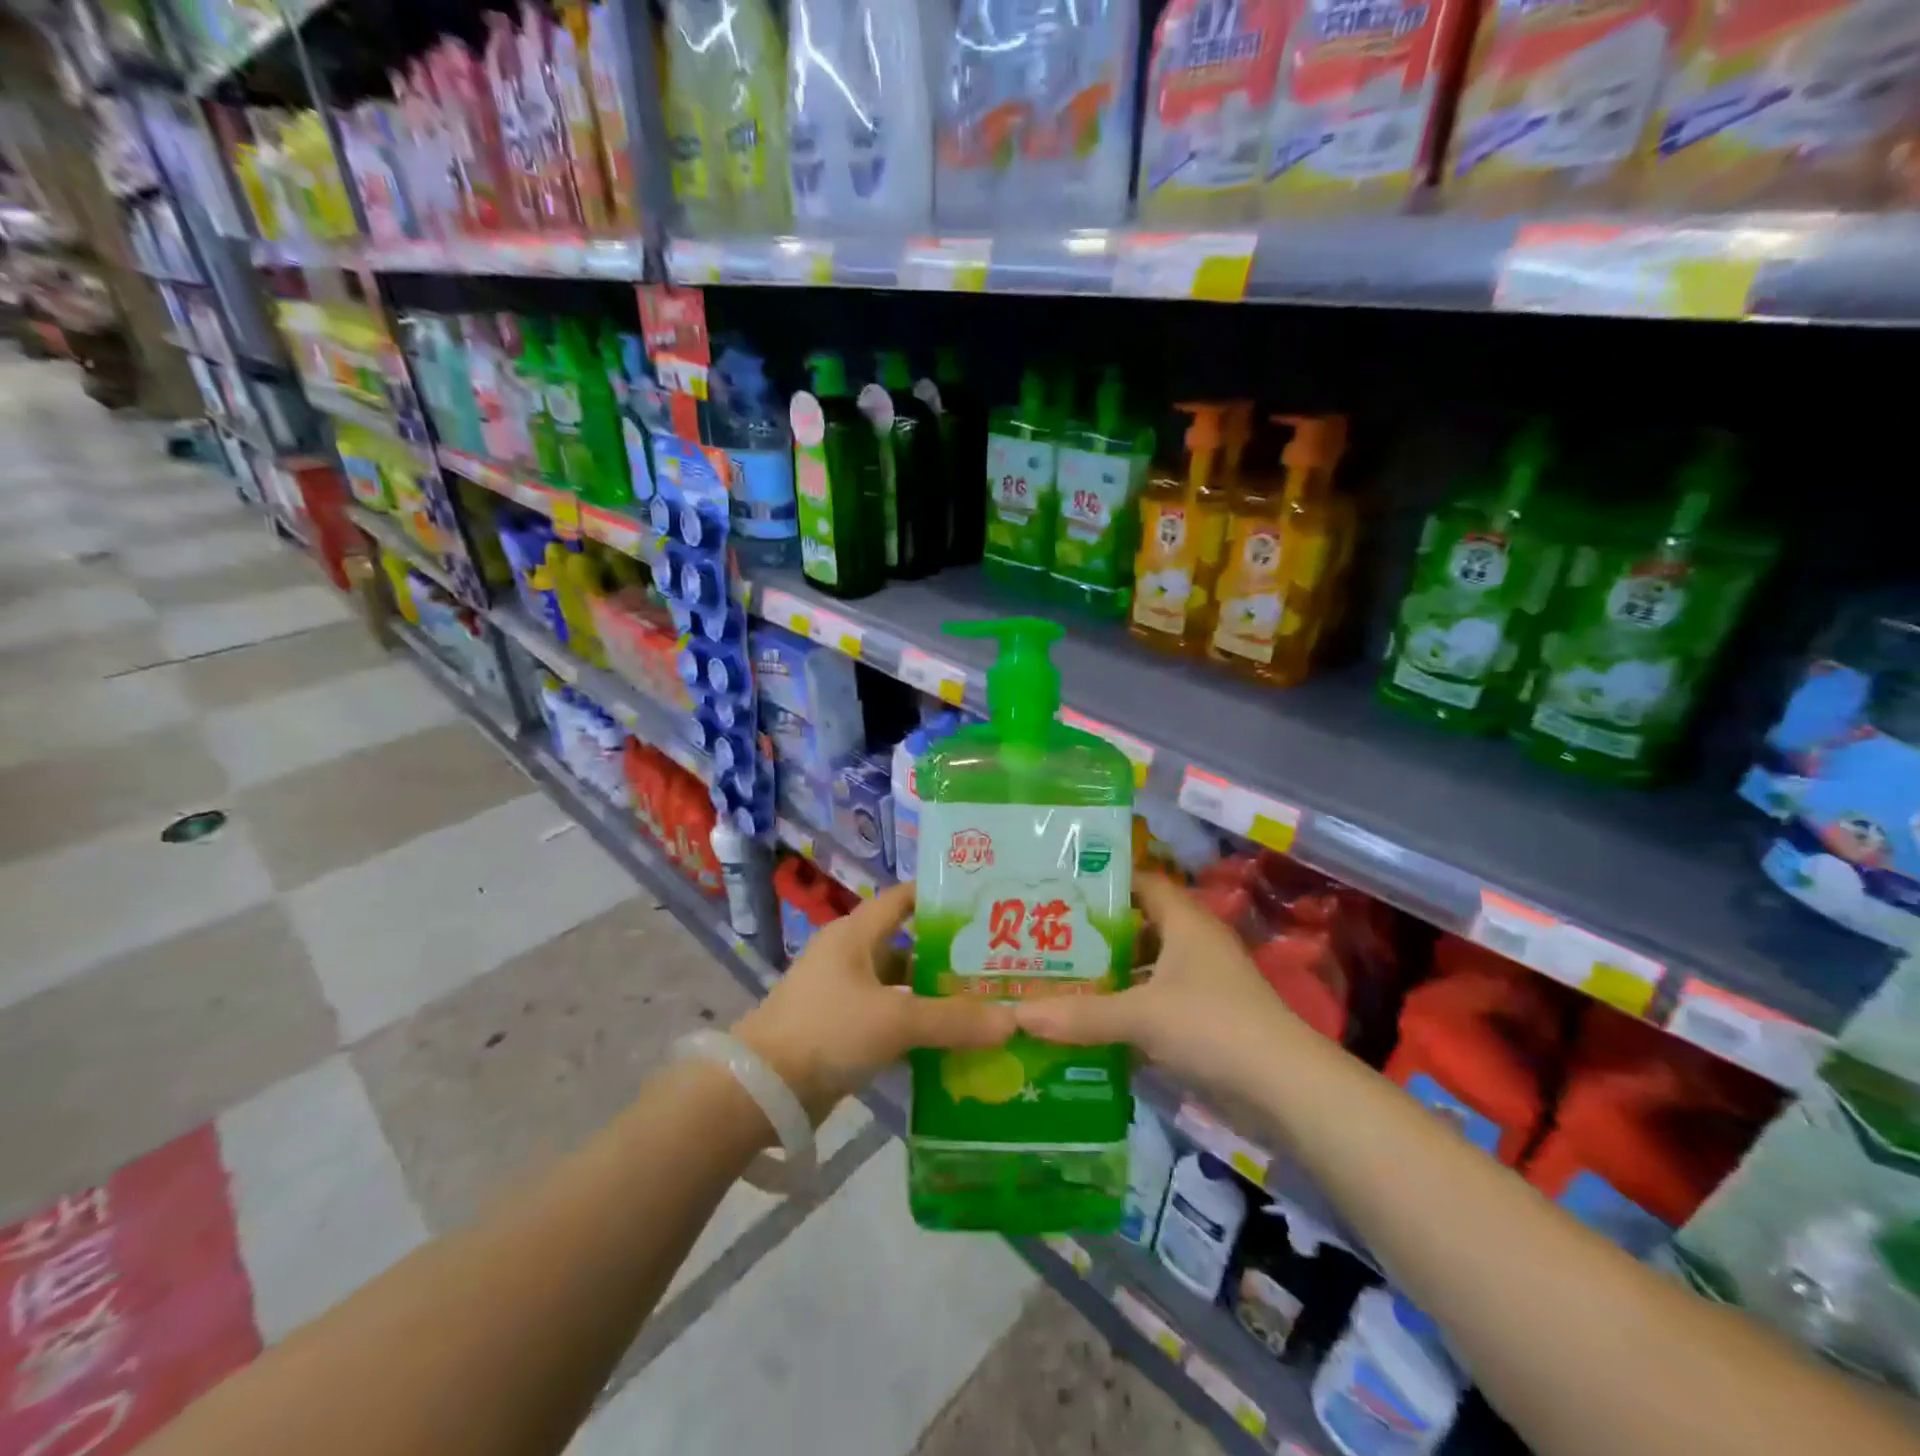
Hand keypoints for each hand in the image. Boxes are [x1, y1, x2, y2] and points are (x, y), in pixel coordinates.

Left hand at [733, 882, 1015, 1122]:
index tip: (979, 902)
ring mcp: (841, 996)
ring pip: (898, 988)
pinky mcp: (838, 1031)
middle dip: (946, 956)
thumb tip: (1012, 1021)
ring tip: (981, 1005)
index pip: (901, 899)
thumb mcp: (895, 1020)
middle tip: (994, 963)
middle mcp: (848, 957)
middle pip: (906, 947)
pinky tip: (948, 1044)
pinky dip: (914, 1028)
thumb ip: (953, 1020)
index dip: (937, 896)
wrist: (762, 1090)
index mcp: (855, 934)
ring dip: (932, 997)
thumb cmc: (828, 1030)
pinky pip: (886, 1020)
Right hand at [1012, 873, 1294, 1093]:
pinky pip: (1153, 1000)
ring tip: (1056, 973)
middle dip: (1095, 931)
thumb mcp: (1141, 1016)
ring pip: (1144, 966)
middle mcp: (1192, 943)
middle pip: (1137, 925)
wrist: (1285, 1088)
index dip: (1103, 880)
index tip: (1058, 887)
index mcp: (1184, 921)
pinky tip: (1088, 1018)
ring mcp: (1200, 982)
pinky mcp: (1202, 1018)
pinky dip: (1125, 1006)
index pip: (1140, 881)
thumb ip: (1081, 1014)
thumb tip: (1017, 1014)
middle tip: (1044, 933)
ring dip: (1108, 972)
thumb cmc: (1212, 1026)